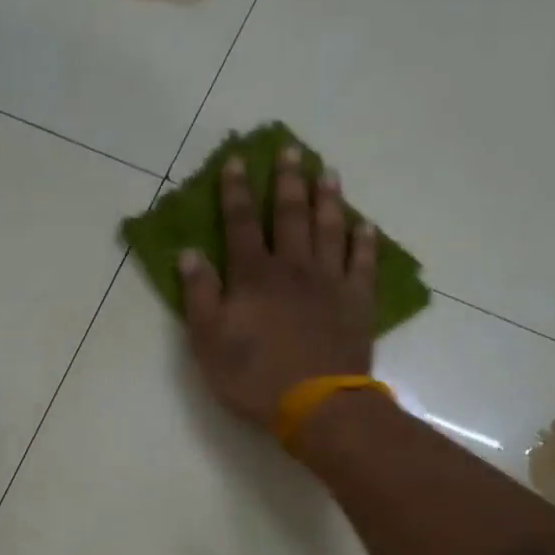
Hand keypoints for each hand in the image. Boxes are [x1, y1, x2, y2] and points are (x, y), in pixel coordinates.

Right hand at [178, 145, 376, 429]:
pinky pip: (362, 263)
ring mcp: (330, 282)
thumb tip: (188, 254)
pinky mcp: (357, 302)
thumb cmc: (254, 377)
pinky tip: (365, 226)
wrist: (316, 404)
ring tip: (327, 173)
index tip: (236, 161)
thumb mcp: (209, 342)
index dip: (235, 192)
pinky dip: (364, 242)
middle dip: (287, 181)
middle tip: (291, 149)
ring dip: (327, 199)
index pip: (240, 224)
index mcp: (253, 276)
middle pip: (290, 215)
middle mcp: (293, 267)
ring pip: (330, 229)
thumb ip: (198, 296)